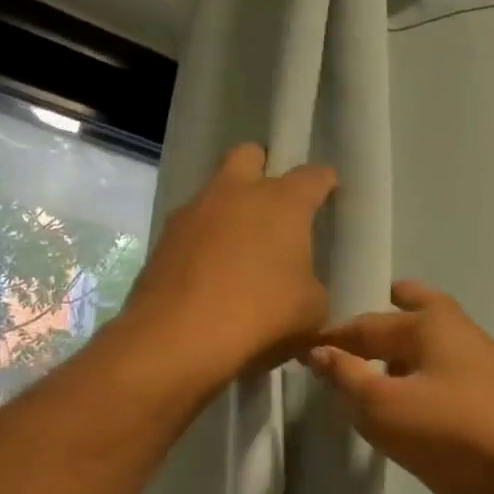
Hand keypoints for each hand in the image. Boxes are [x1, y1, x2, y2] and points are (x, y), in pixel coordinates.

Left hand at [125, 143, 337, 385]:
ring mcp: (194, 211)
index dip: (324, 182)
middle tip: (274, 206)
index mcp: (283, 202)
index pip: (313, 176)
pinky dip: (204, 241)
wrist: (179, 338)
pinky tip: (210, 273)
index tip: (329, 192)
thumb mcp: (311, 311)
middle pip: (250, 155)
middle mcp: (236, 193)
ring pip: (215, 191)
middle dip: (263, 170)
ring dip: (229, 208)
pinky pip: (192, 227)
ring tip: (239, 248)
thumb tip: (303, 289)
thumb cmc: (261, 315)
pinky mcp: (164, 238)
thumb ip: (313, 289)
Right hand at [305, 282, 493, 493]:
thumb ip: (348, 377)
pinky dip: (425, 378)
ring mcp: (485, 371)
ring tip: (377, 365)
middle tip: (364, 317)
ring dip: (409, 347)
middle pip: (421, 311)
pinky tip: (412, 406)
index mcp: (431, 325)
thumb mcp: (386, 408)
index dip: (333, 336)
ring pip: (437, 347)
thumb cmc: (456, 437)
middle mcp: (461, 336)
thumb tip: (319, 351)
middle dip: (394, 308)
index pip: (366, 323)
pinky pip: (448, 379)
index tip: (302, 348)